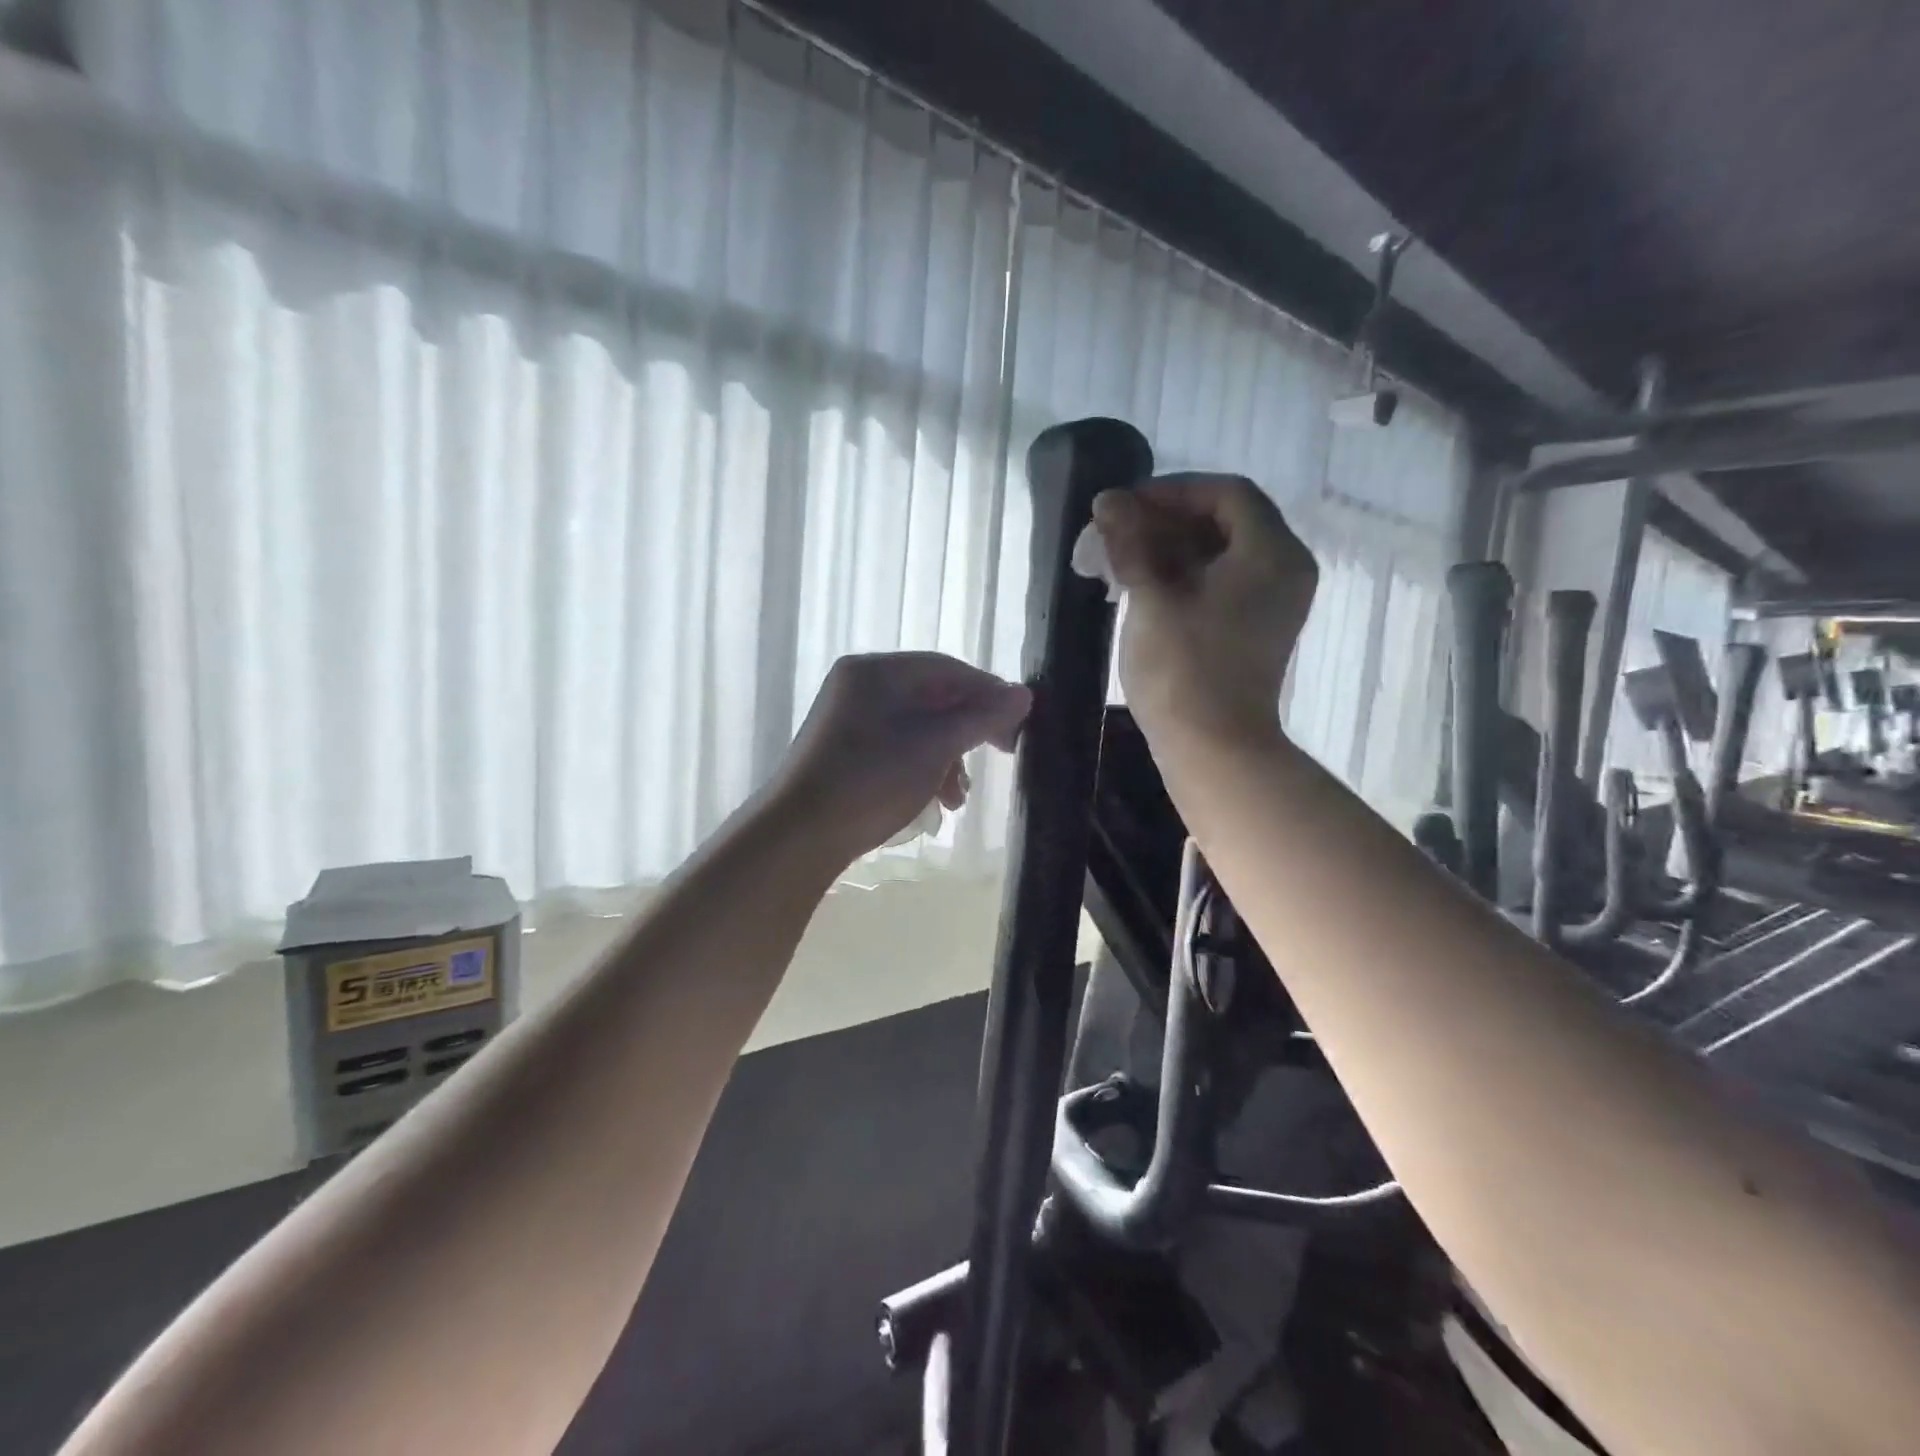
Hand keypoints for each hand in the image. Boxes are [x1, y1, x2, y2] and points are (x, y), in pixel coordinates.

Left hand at [774, 652, 1032, 861]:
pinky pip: (896, 748)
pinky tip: (933, 801)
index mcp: (876, 671)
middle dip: (968, 731)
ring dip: (947, 757)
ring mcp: (847, 720)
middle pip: (932, 697)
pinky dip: (921, 769)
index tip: (1018, 725)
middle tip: (999, 755)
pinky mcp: (843, 752)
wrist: (799, 834)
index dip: (988, 692)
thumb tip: (1024, 694)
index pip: (947, 668)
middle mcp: (858, 686)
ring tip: (958, 798)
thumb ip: (982, 717)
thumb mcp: (935, 745)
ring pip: (916, 727)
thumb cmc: (872, 779)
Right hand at [1092, 473, 1317, 746]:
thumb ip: (1130, 541)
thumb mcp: (1151, 598)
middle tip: (1109, 535)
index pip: (1224, 494)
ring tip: (1112, 562)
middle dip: (1160, 522)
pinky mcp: (1251, 628)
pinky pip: (1217, 583)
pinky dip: (1178, 576)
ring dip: (1163, 550)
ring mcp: (1269, 602)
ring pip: (1215, 554)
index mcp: (1271, 553)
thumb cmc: (1183, 670)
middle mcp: (1282, 569)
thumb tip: (1107, 501)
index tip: (1123, 507)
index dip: (1170, 491)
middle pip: (1221, 522)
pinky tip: (1135, 587)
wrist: (1212, 749)